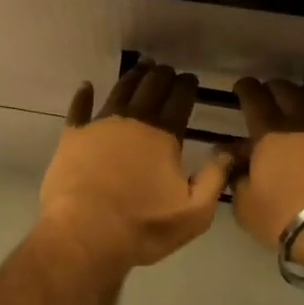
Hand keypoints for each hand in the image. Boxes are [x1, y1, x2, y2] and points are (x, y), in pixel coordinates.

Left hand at [38, 61, 233, 275]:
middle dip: (162, 75)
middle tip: (168, 71)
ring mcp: (100, 124)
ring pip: (120, 90)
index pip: (180, 99)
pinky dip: (84, 95)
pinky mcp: (73, 136)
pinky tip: (86, 86)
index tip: (190, 79)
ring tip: (141, 69)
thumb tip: (230, 149)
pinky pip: (79, 108)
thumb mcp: (193, 213)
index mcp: (163, 135)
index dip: (187, 86)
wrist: (84, 235)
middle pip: (151, 87)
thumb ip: (215, 178)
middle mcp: (133, 120)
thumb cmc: (143, 227)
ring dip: (133, 77)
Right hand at [229, 78, 303, 253]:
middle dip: (272, 90)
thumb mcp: (246, 205)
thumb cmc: (286, 217)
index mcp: (268, 130)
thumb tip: (232, 161)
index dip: (245, 88)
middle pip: (284, 88)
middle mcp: (299, 119)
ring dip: (299, 98)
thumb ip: (236, 177)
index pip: (253, 95)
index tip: (241, 90)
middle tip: (267, 101)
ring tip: (294, 111)